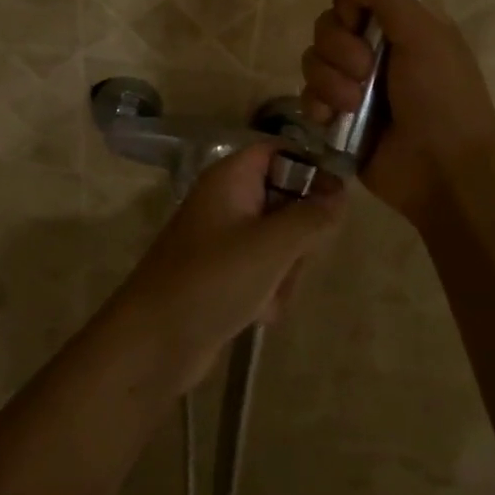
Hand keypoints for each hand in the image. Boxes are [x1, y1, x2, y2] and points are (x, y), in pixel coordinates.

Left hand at [114, 145, 342, 390]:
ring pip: (280, 241)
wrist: (154, 343)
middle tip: (294, 257)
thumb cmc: (213, 279)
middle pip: (285, 199)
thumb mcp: (272, 245)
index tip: (336, 198)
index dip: (310, 167)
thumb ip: (312, 215)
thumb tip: (340, 191)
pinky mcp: (223, 274)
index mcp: (231, 178)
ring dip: (286, 270)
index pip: (279, 151)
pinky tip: (259, 314)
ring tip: (270, 293)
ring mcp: (224, 240)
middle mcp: (227, 201)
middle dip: (299, 234)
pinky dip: (268, 291)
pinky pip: (264, 271)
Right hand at [300, 0, 494, 226]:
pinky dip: (318, 106)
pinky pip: (308, 97)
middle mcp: (376, 50)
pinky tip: (334, 119)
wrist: (445, 172)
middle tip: (365, 71)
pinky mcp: (339, 118)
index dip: (349, 6)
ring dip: (331, 82)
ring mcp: (355, 85)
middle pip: (328, 26)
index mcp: (402, 25)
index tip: (359, 21)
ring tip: (355, 105)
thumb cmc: (443, 98)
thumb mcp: (422, 35)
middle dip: (339, 49)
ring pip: (313, 61)